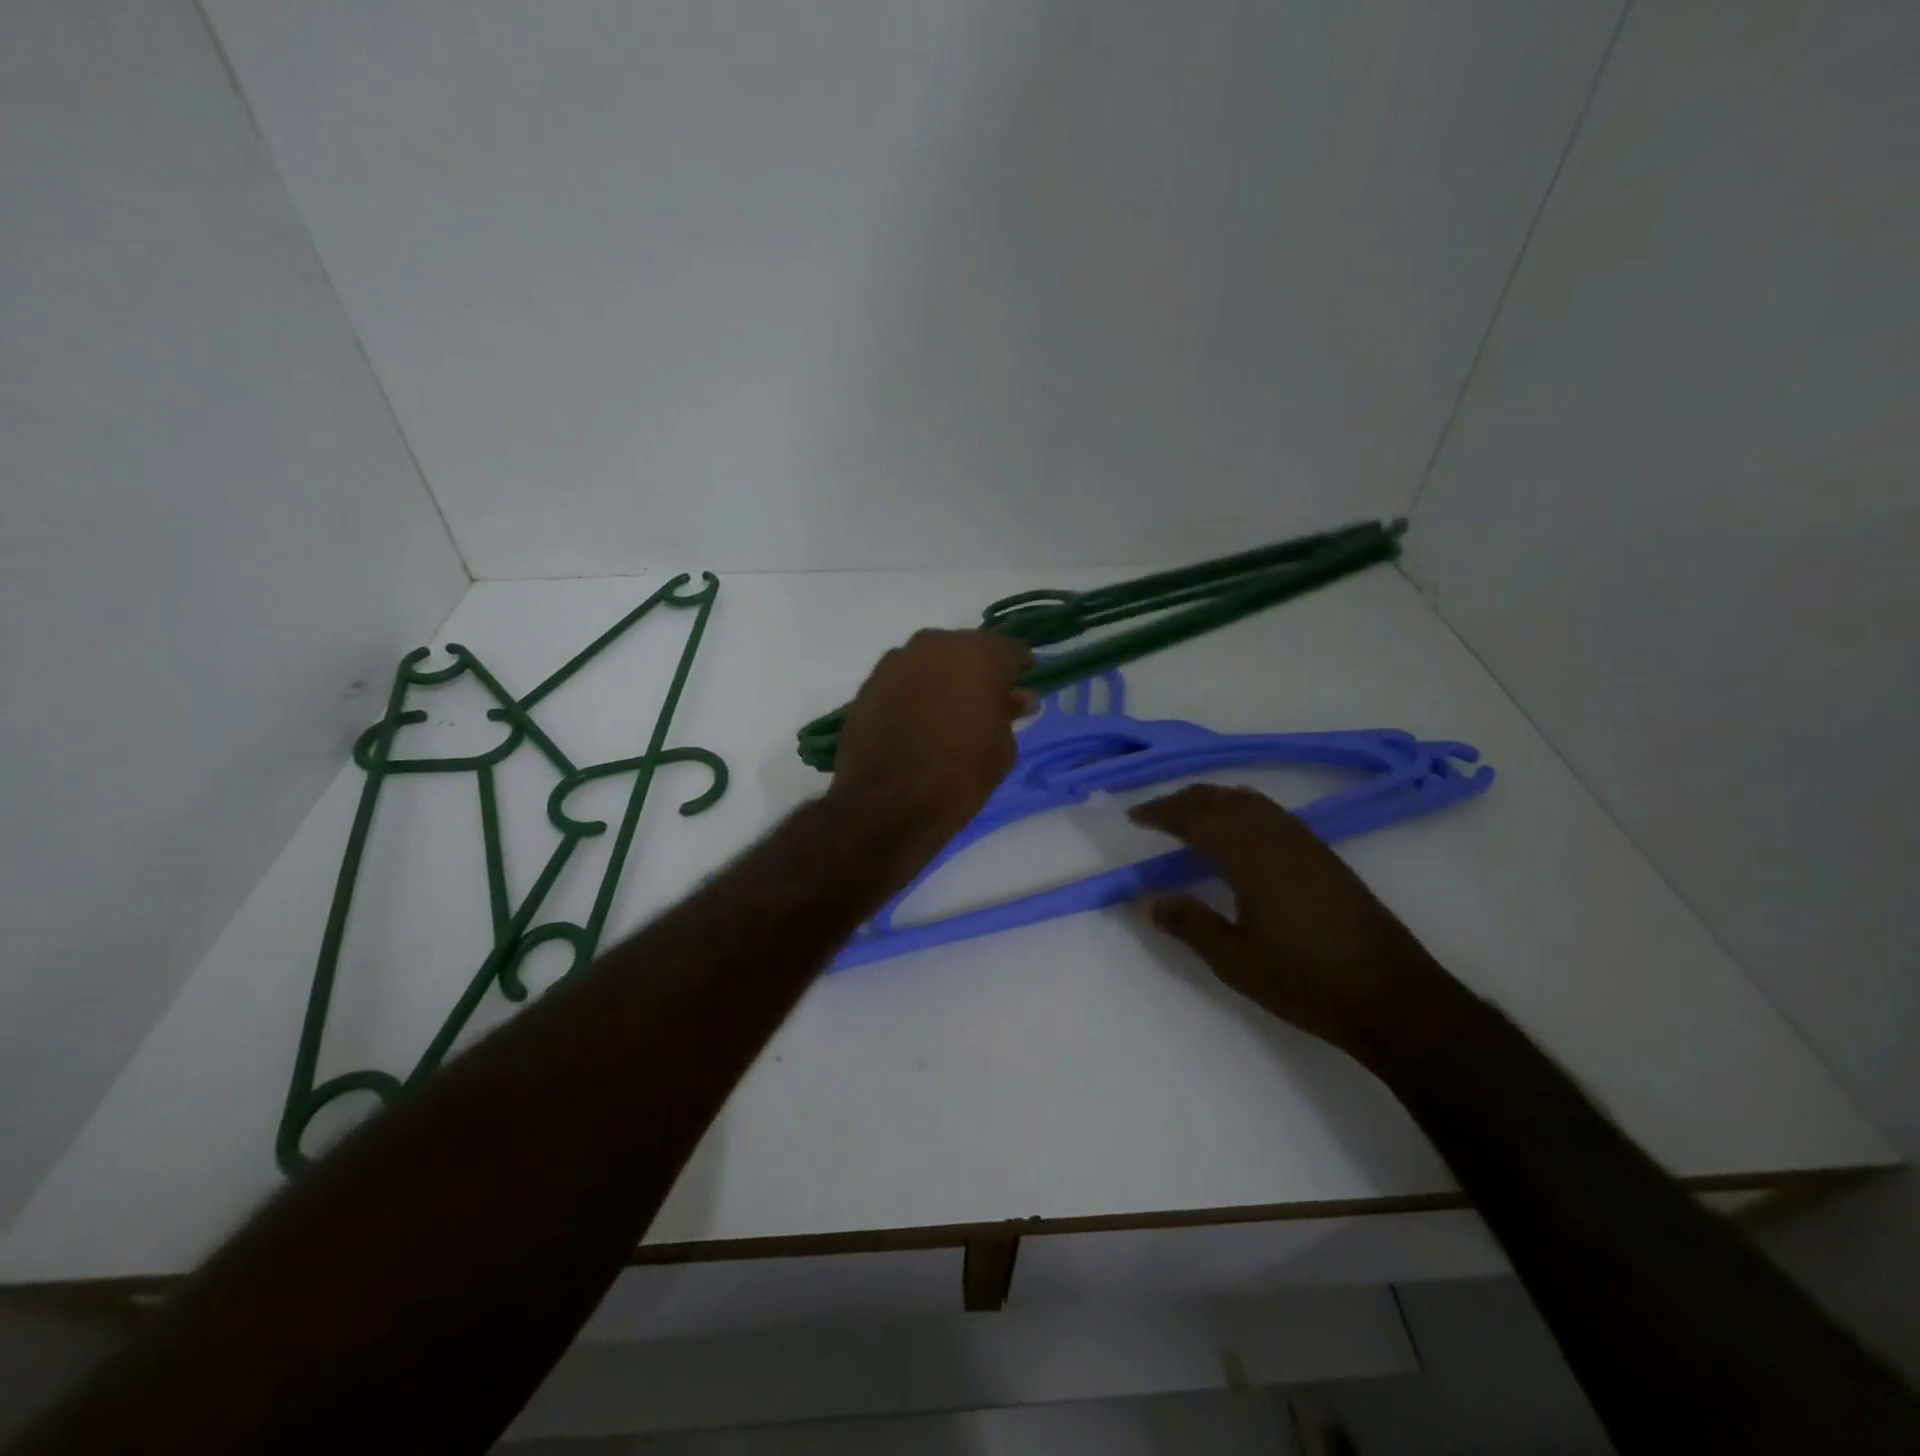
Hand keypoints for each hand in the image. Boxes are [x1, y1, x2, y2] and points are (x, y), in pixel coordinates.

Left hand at [829, 630, 1033, 880]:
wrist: (884, 806)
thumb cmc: (958, 778)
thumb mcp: (1002, 750)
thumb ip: (1010, 714)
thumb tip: (1016, 698)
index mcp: (978, 655)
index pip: (1009, 650)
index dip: (1018, 671)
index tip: (1021, 693)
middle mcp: (935, 645)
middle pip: (967, 651)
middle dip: (979, 674)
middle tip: (986, 705)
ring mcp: (897, 661)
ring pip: (932, 662)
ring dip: (944, 681)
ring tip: (949, 715)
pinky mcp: (870, 683)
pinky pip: (905, 679)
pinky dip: (916, 692)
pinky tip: (919, 722)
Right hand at [1128, 785, 1471, 1068]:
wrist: (1393, 997)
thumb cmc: (1306, 980)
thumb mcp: (1235, 961)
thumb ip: (1189, 924)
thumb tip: (1147, 899)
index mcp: (1250, 858)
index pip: (1196, 820)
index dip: (1162, 813)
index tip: (1134, 816)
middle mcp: (1277, 838)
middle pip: (1223, 800)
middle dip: (1186, 799)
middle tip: (1156, 812)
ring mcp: (1306, 844)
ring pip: (1252, 801)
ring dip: (1216, 799)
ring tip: (1191, 813)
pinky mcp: (1325, 856)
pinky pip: (1273, 813)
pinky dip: (1244, 808)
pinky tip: (1241, 832)